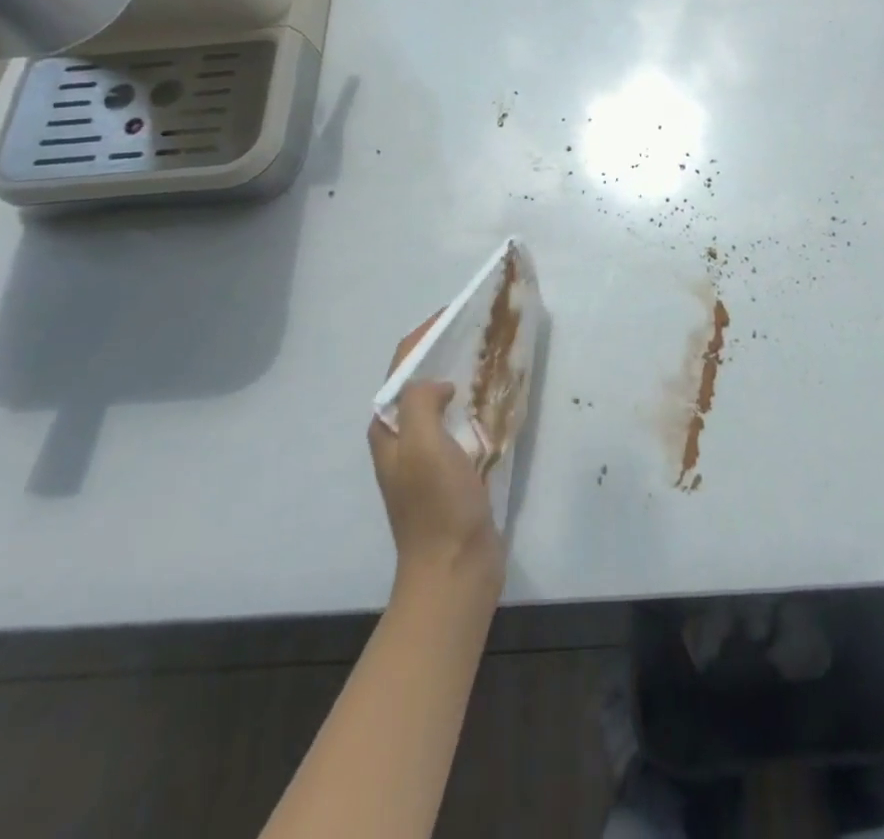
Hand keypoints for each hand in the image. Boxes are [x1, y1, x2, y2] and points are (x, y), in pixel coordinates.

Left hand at [369, 314, 503, 591]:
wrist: (454, 569)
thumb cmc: (437, 505)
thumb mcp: (423, 446)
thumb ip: (421, 403)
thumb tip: (438, 383)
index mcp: (388, 428)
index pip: (400, 366)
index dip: (423, 335)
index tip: (454, 313)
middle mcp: (401, 438)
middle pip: (418, 380)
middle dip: (443, 350)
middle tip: (478, 331)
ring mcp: (424, 456)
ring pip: (439, 400)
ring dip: (460, 375)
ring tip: (490, 357)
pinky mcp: (448, 471)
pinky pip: (457, 422)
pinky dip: (472, 402)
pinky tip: (494, 400)